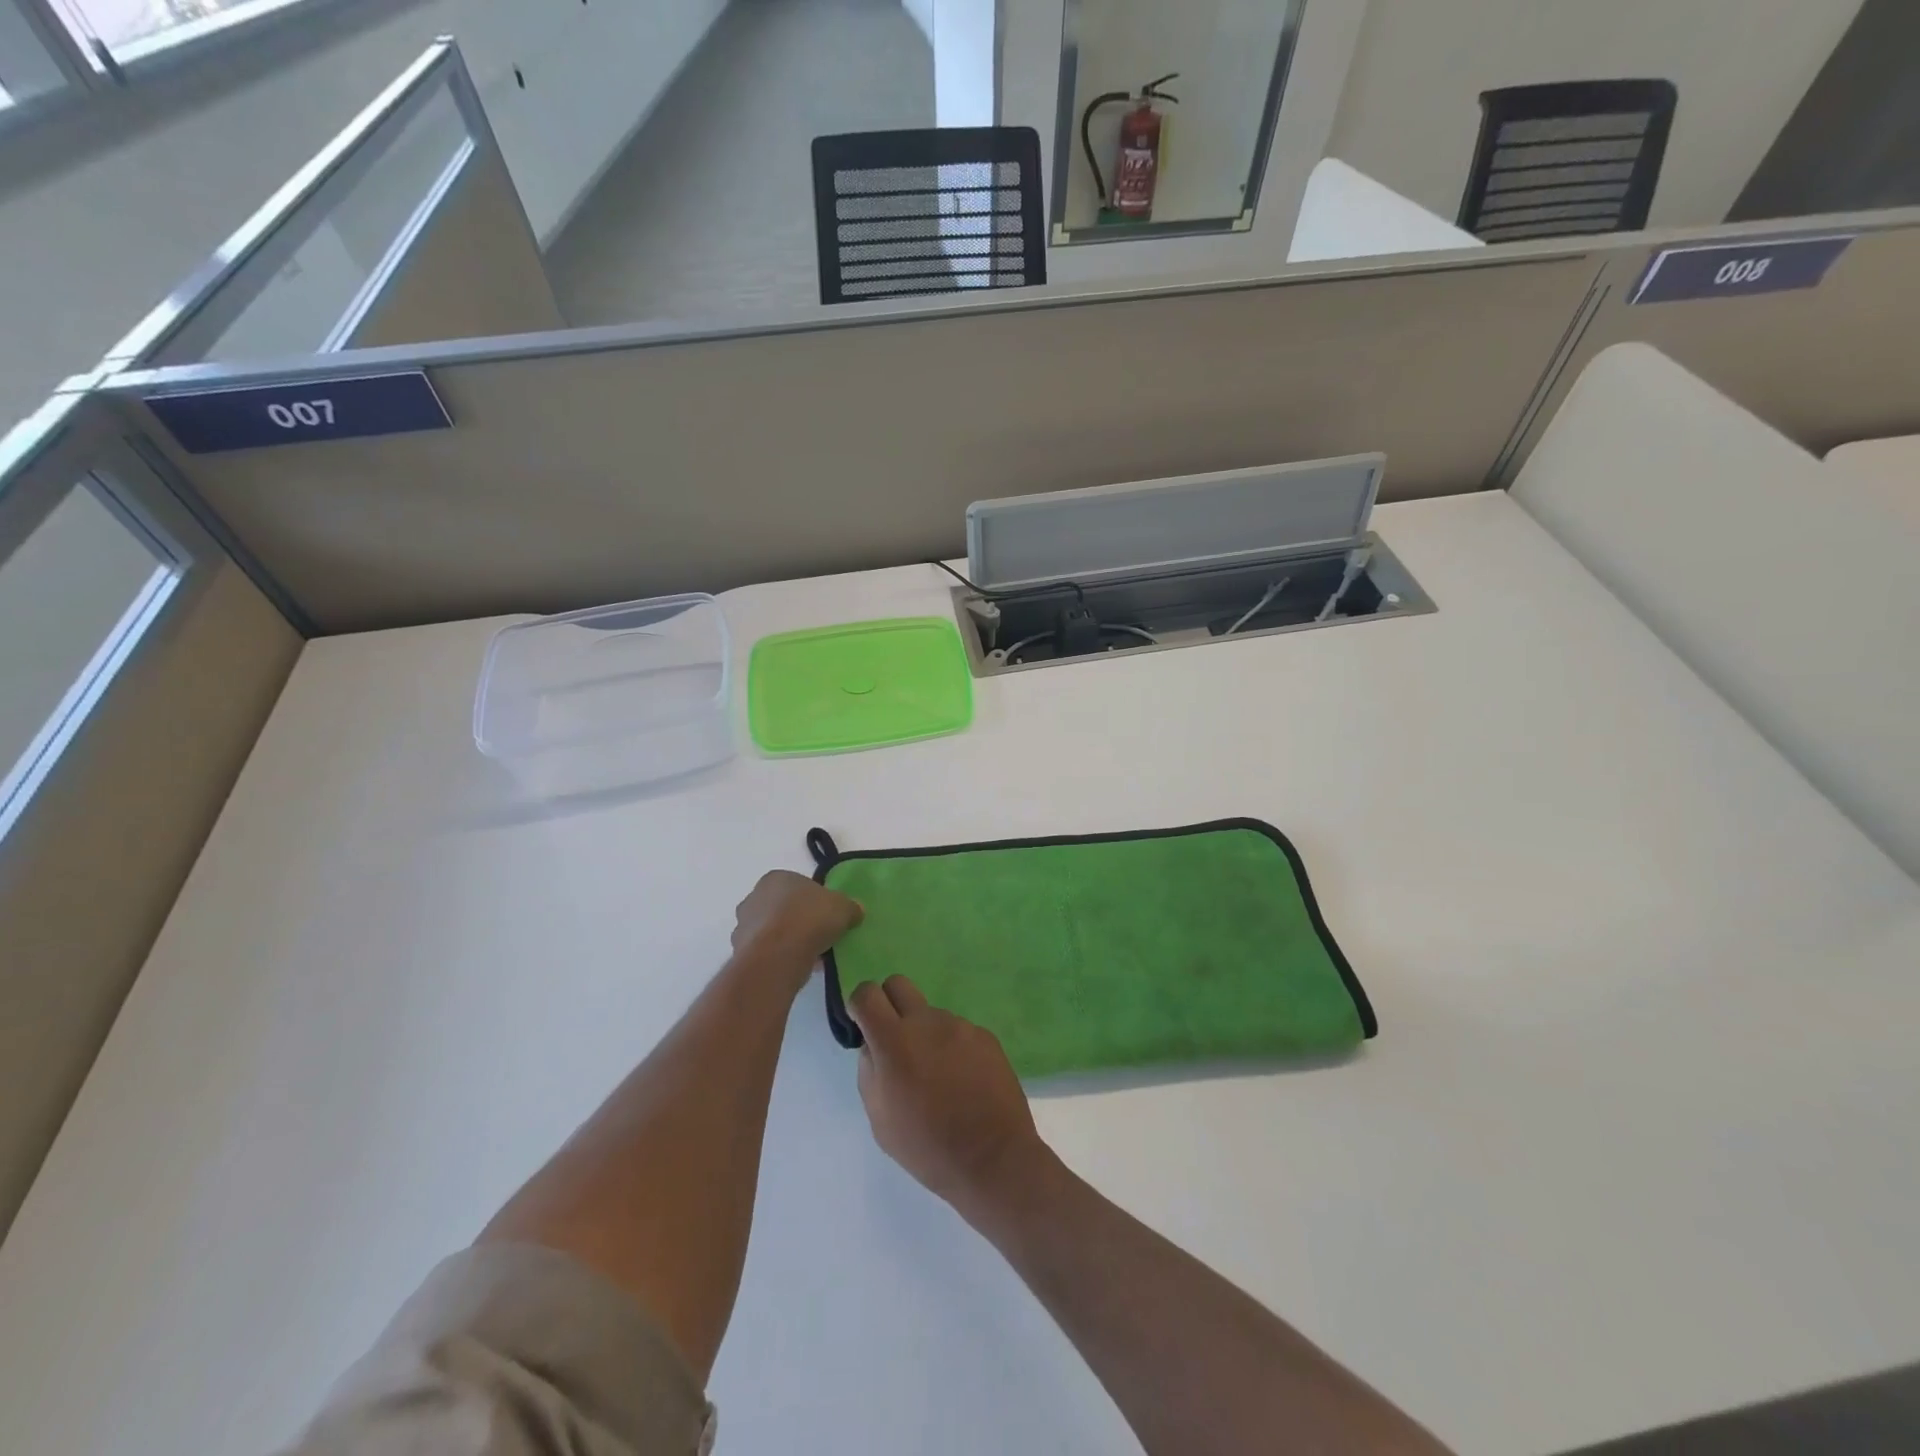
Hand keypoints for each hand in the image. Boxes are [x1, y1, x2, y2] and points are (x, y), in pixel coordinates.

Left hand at [731, 871, 862, 984]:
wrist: (778, 955)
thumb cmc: (809, 919)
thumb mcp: (842, 907)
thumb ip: (849, 907)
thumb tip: (856, 910)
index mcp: (776, 878)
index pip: (797, 886)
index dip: (814, 900)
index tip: (826, 915)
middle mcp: (754, 898)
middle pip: (781, 908)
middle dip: (797, 920)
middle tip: (819, 935)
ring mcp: (743, 926)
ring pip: (772, 932)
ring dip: (787, 941)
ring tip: (811, 955)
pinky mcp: (741, 952)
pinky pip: (766, 953)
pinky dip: (780, 958)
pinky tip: (798, 967)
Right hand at [848, 976, 1050, 1213]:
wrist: (993, 1158)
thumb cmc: (928, 1148)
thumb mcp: (880, 1119)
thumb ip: (869, 1072)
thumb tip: (872, 1047)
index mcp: (894, 1042)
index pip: (867, 993)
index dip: (860, 1006)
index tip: (863, 1028)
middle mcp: (927, 1022)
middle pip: (898, 984)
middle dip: (889, 1005)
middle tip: (895, 1041)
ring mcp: (959, 1025)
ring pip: (930, 1014)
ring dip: (925, 1034)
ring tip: (938, 1078)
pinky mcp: (984, 1035)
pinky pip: (957, 1031)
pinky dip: (952, 1048)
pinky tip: (963, 1081)